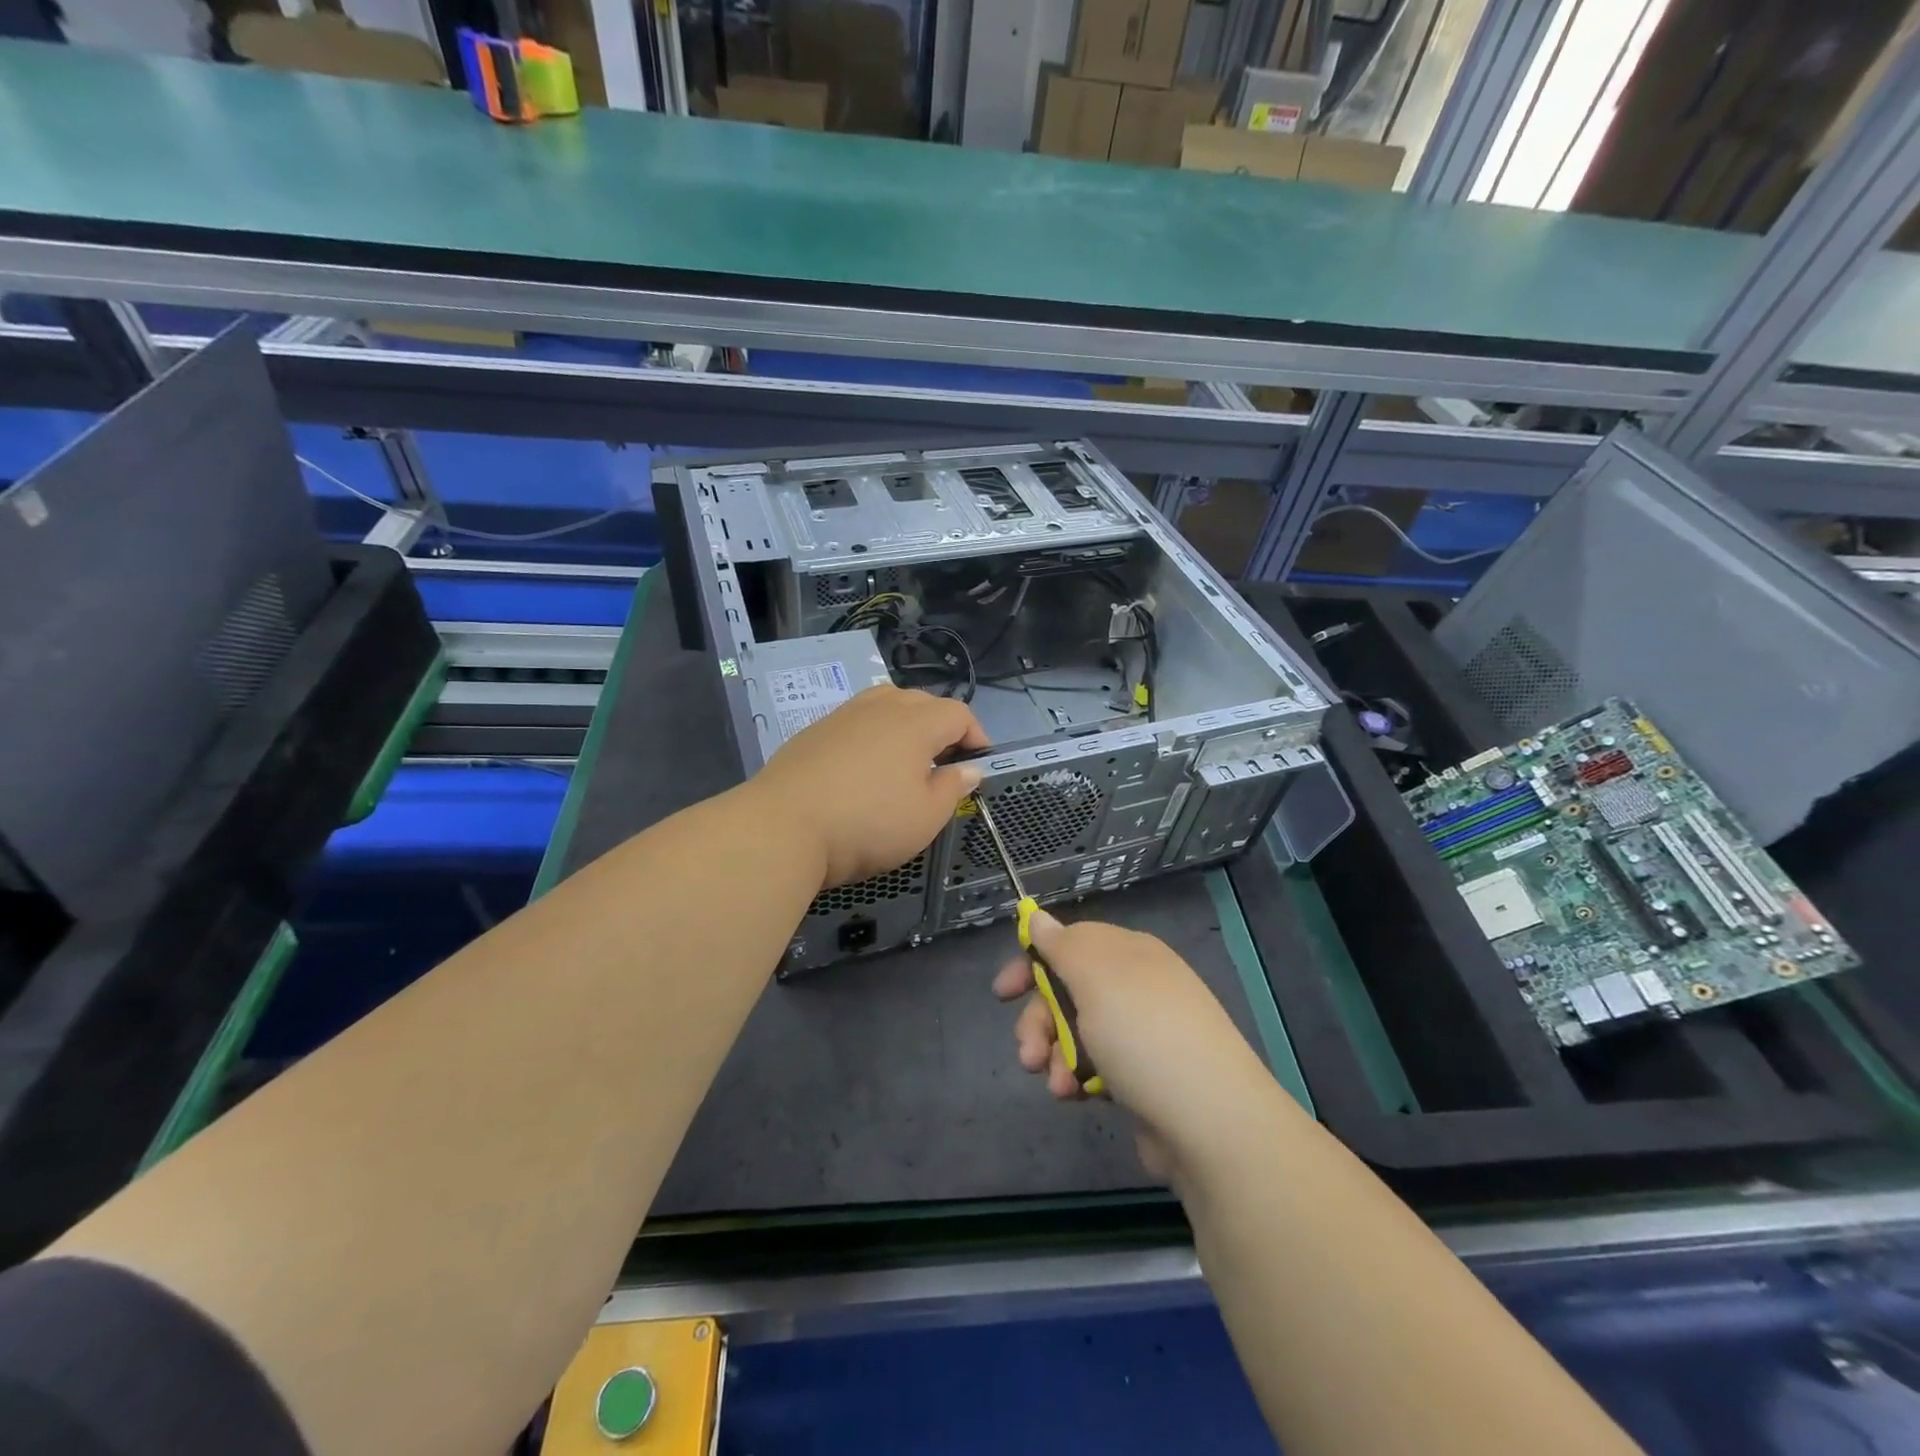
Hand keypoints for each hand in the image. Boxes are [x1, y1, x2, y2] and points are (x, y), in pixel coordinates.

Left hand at [753, 684, 989, 888]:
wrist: (784, 825)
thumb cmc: (868, 823)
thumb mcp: (925, 817)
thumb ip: (952, 788)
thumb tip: (969, 768)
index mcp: (916, 723)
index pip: (958, 713)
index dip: (976, 734)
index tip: (979, 761)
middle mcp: (881, 707)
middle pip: (922, 701)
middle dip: (941, 725)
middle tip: (944, 760)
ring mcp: (843, 715)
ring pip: (885, 702)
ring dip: (905, 722)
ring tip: (906, 755)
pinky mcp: (815, 730)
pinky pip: (856, 719)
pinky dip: (872, 732)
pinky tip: (864, 765)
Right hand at [994, 910, 1270, 1179]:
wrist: (1209, 1121)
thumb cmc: (1144, 1034)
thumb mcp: (1096, 977)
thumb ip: (1062, 945)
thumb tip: (1038, 915)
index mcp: (1128, 953)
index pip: (1069, 943)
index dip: (1032, 964)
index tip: (1003, 993)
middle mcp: (1134, 986)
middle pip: (1066, 991)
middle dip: (1038, 1021)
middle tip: (1028, 1053)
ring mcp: (1140, 1033)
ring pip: (1075, 1032)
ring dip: (1054, 1055)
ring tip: (1058, 1085)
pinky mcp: (1141, 1077)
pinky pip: (1094, 1066)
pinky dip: (1077, 1078)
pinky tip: (1076, 1096)